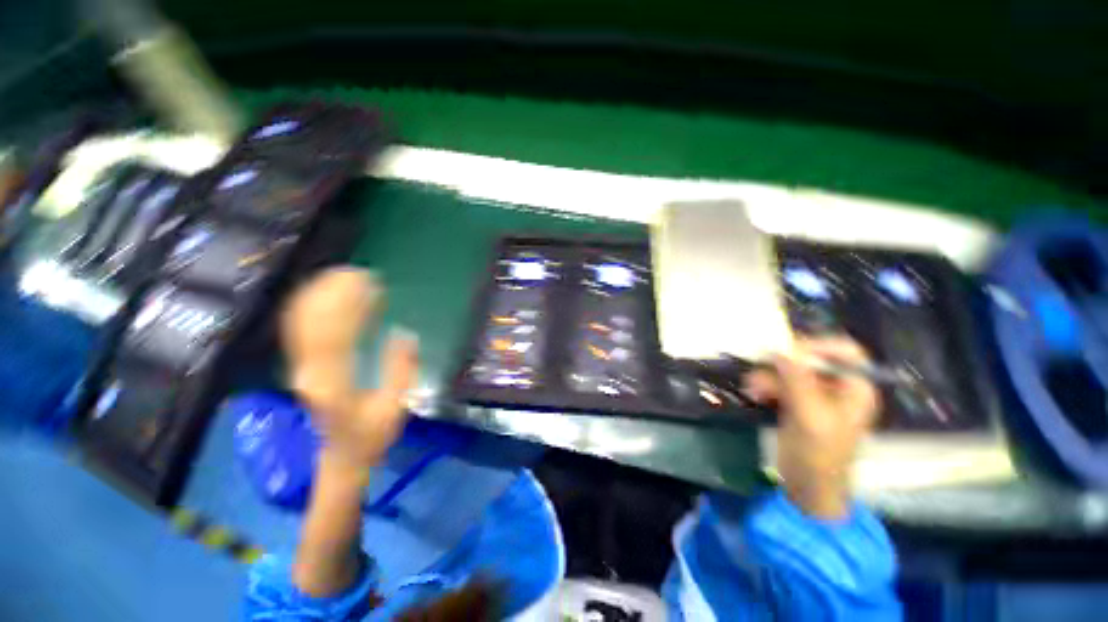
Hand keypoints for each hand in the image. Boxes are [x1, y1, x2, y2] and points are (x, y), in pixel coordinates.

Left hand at [281, 267, 418, 471]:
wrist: (339, 458)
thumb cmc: (371, 436)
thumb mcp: (396, 409)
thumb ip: (402, 370)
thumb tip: (405, 334)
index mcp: (335, 383)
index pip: (337, 332)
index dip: (351, 303)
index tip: (372, 283)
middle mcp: (311, 372)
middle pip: (313, 322)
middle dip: (334, 291)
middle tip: (360, 273)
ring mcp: (302, 369)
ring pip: (302, 323)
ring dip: (320, 295)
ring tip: (345, 276)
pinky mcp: (302, 368)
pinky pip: (301, 331)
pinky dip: (312, 308)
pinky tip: (327, 295)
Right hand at [743, 336, 879, 518]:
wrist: (807, 487)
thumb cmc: (819, 456)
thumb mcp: (810, 416)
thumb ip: (798, 381)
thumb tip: (781, 350)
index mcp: (855, 390)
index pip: (845, 353)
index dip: (819, 346)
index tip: (788, 351)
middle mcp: (837, 388)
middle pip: (811, 360)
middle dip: (783, 365)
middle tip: (760, 365)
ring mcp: (816, 396)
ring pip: (790, 372)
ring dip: (769, 377)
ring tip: (752, 387)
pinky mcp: (797, 404)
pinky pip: (780, 384)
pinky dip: (766, 387)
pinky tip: (755, 395)